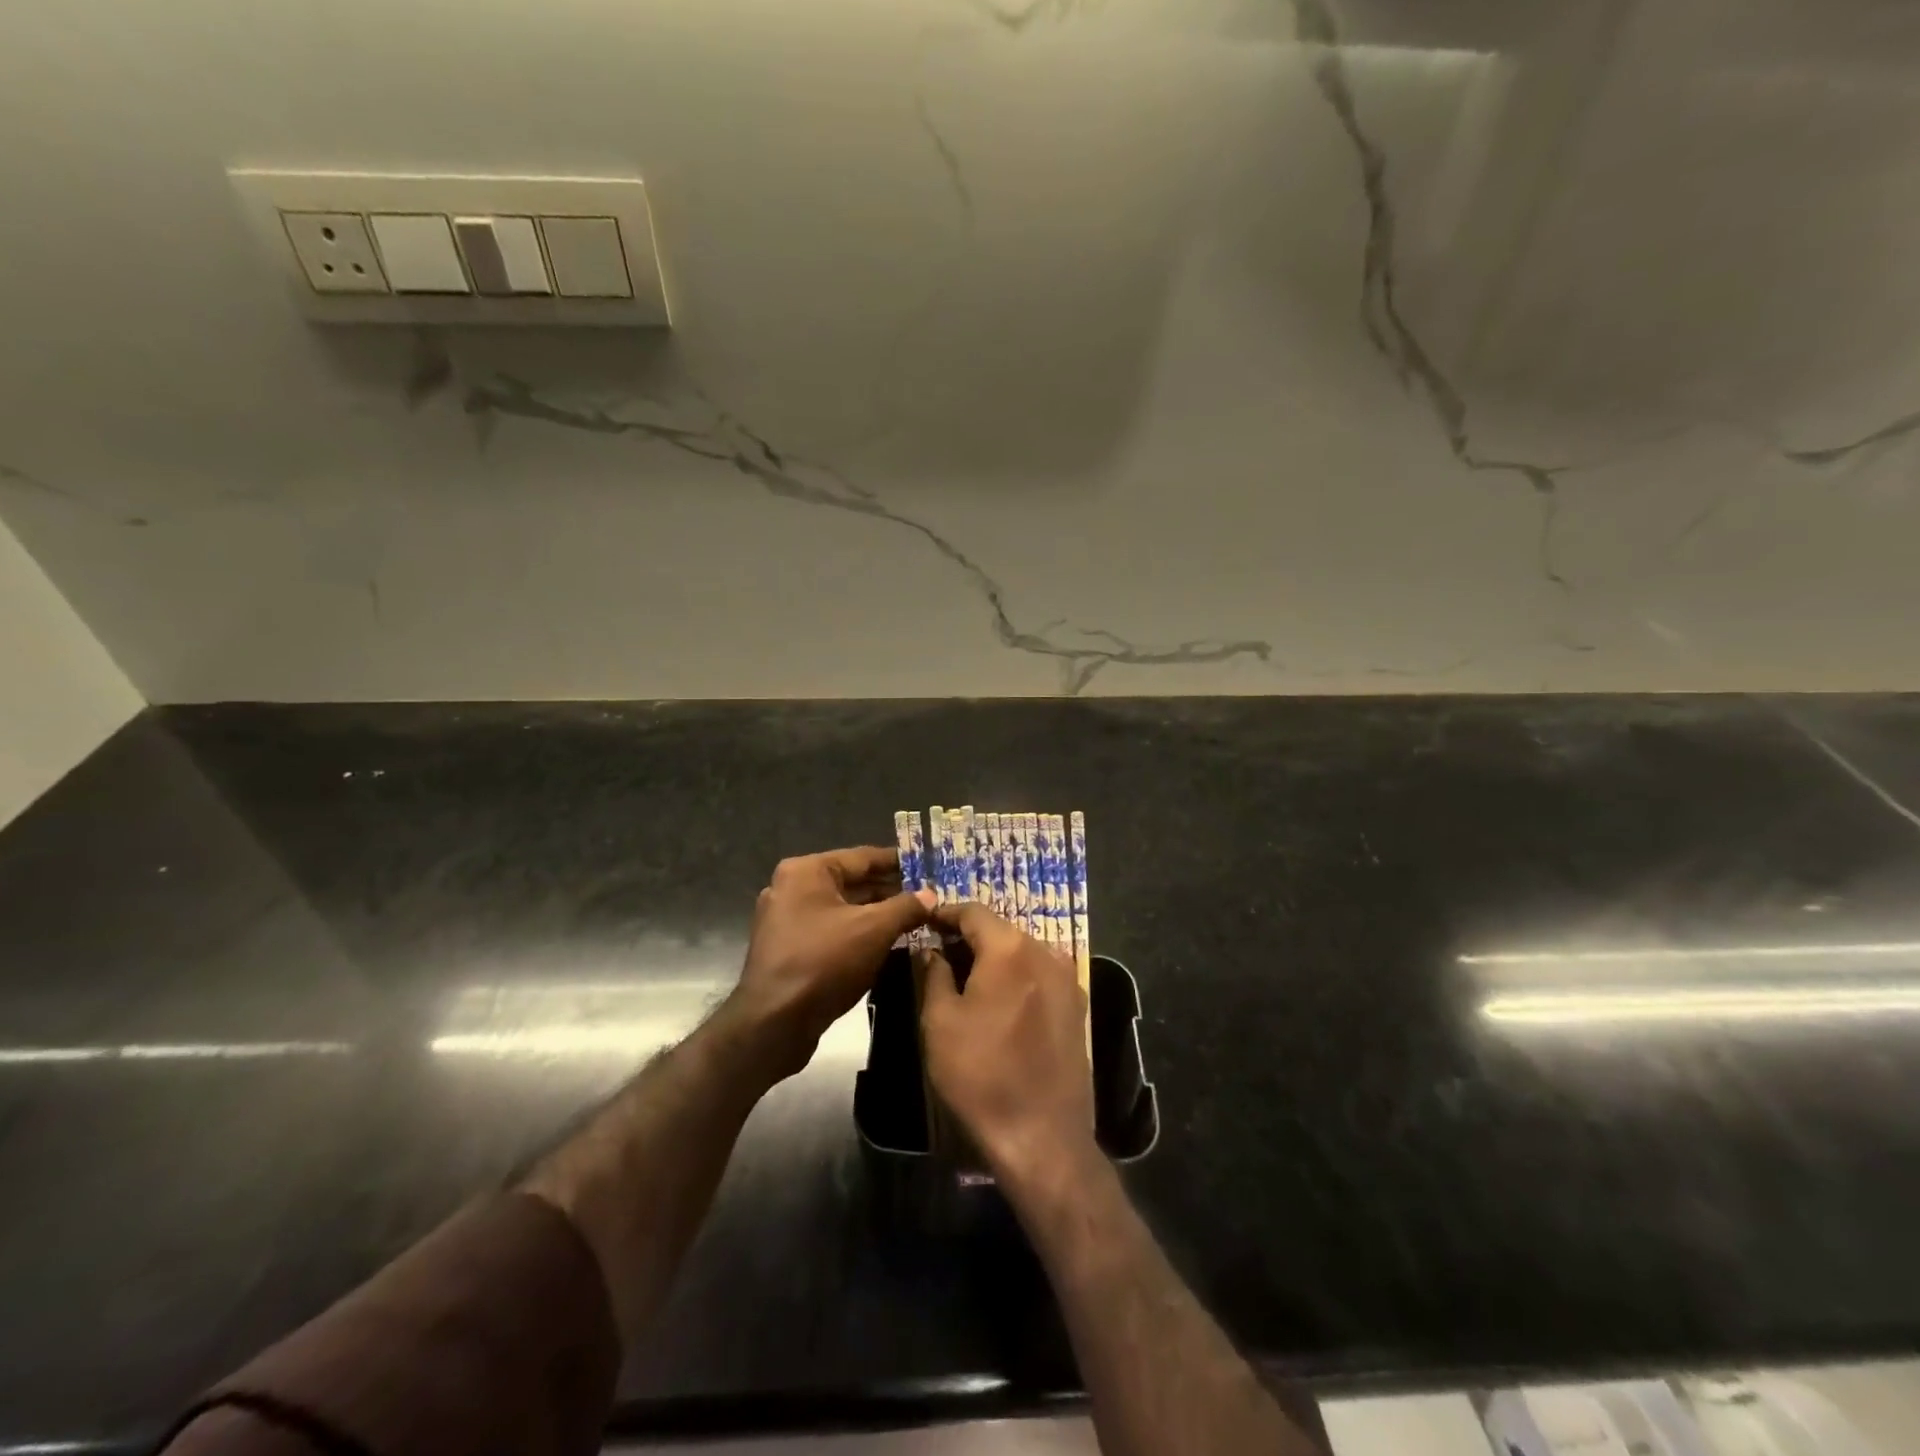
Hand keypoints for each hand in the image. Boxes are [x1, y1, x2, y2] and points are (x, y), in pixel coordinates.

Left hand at [727, 846, 933, 1078]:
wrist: (774, 1023)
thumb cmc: (824, 962)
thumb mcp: (874, 929)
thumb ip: (906, 907)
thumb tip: (930, 895)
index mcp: (806, 871)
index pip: (863, 857)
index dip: (899, 862)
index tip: (927, 866)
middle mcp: (791, 888)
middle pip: (852, 883)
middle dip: (890, 891)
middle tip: (927, 897)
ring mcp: (786, 920)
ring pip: (843, 910)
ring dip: (876, 915)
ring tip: (914, 920)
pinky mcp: (788, 949)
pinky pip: (831, 931)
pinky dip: (858, 934)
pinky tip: (887, 943)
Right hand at [919, 901, 1096, 1184]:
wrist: (1042, 1136)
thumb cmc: (980, 1074)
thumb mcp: (940, 1021)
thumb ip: (935, 973)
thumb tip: (932, 949)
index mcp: (1010, 948)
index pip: (974, 912)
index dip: (946, 913)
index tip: (925, 921)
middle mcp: (1045, 953)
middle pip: (1001, 930)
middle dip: (970, 936)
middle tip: (940, 952)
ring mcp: (1068, 980)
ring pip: (1023, 952)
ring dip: (994, 957)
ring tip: (966, 978)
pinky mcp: (1078, 1007)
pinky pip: (1040, 975)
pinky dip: (1017, 976)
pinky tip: (999, 1001)